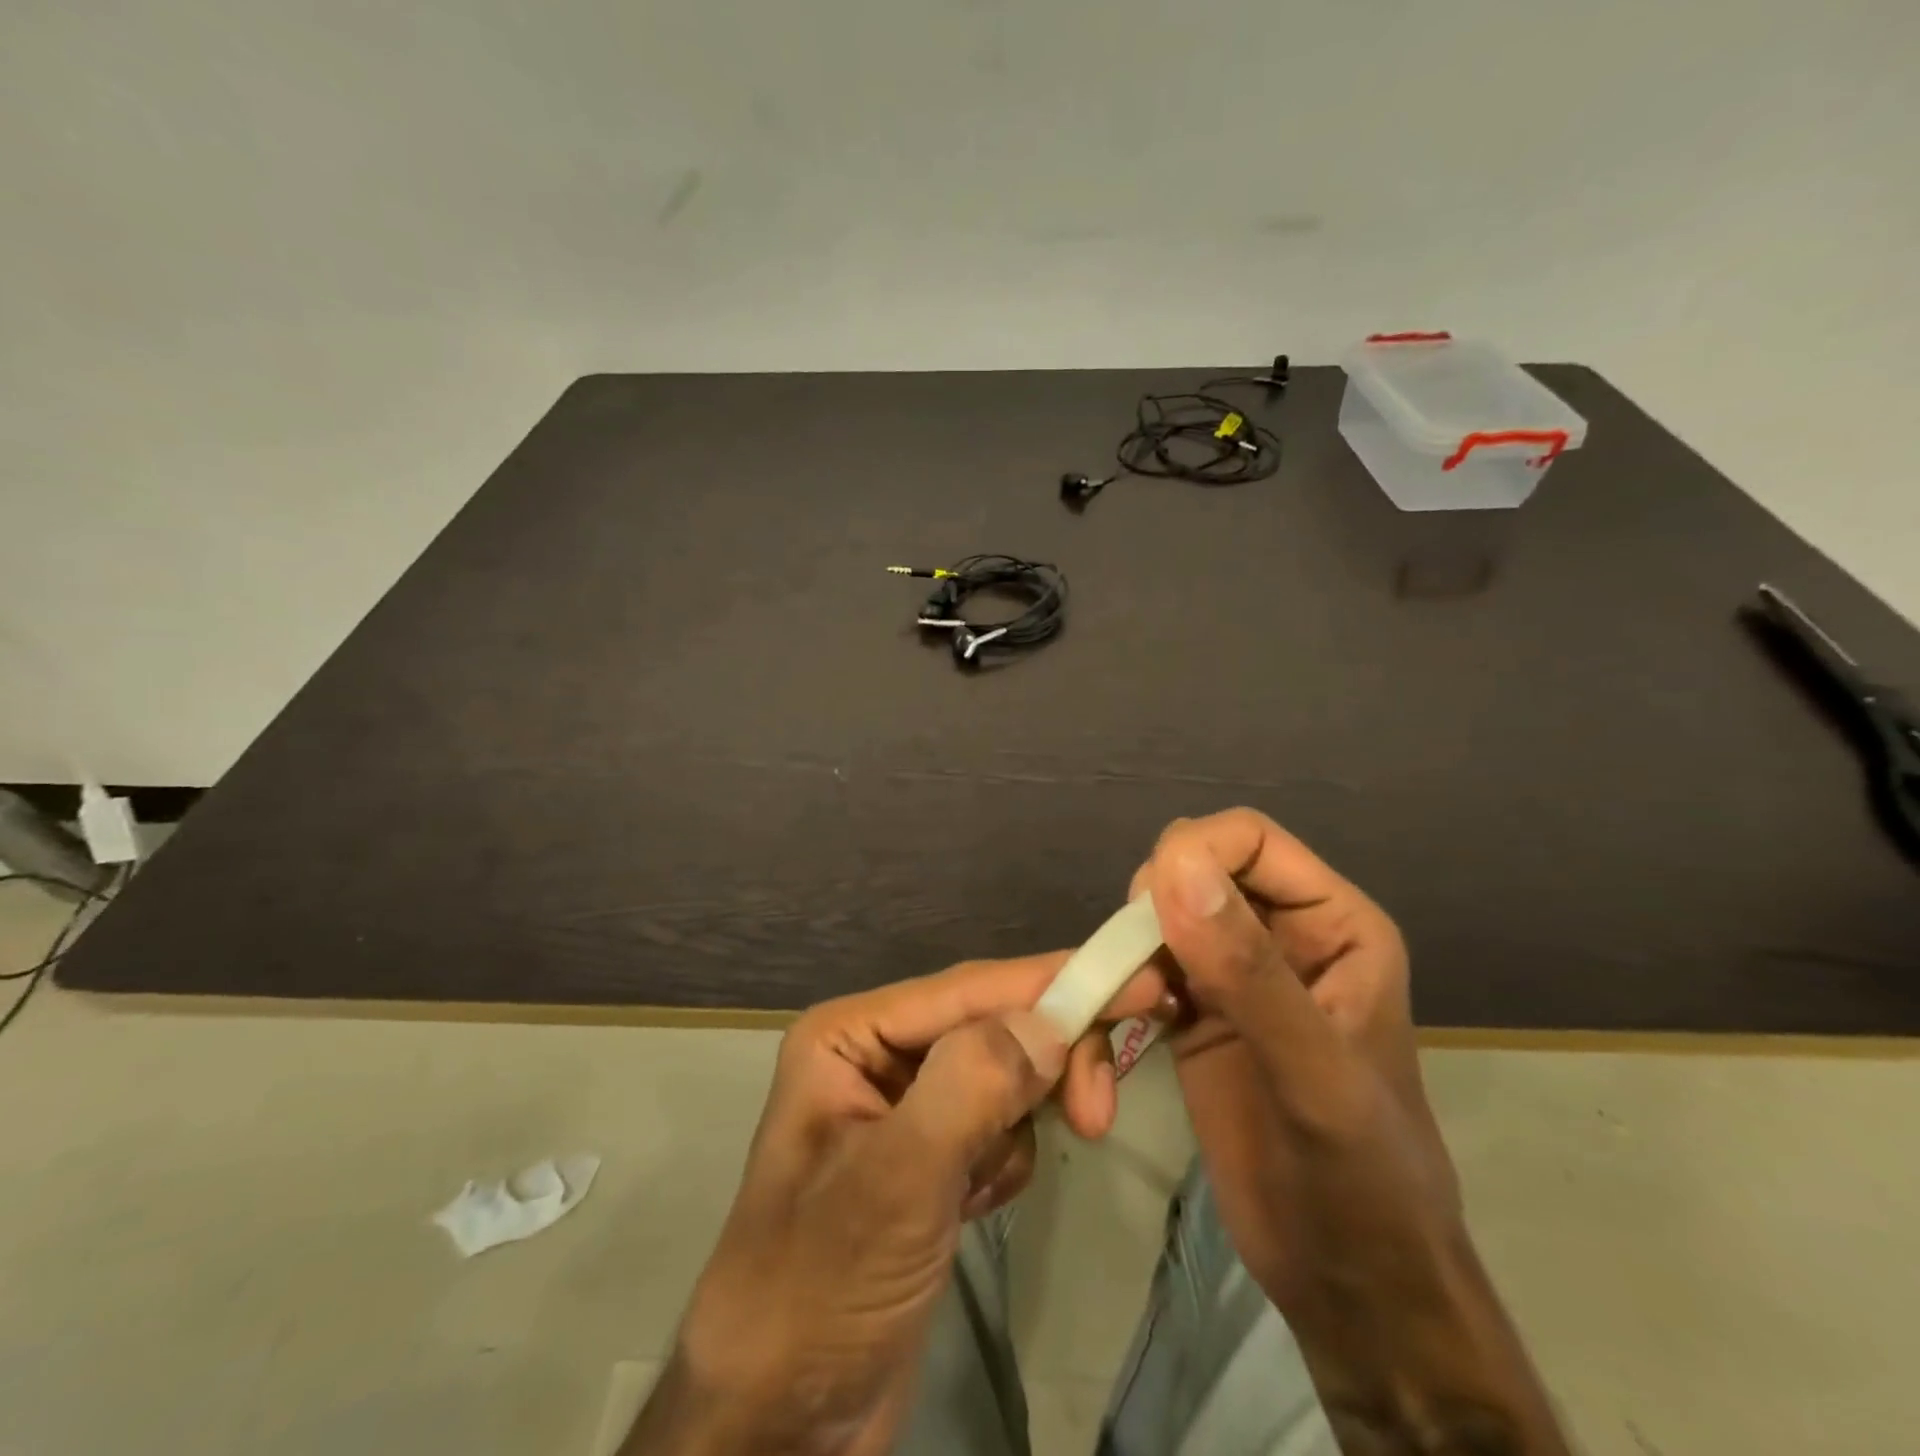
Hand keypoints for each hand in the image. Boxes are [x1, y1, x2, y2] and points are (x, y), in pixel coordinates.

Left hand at [624, 952, 1160, 1455]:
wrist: (781, 1422)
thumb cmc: (819, 1289)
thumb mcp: (894, 1184)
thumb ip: (968, 1089)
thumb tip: (1047, 1023)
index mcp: (850, 1034)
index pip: (969, 989)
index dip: (1054, 982)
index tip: (1138, 982)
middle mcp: (878, 1053)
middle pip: (993, 1024)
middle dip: (1047, 1063)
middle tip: (1097, 1115)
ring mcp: (906, 1106)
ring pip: (1004, 1074)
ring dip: (1021, 1122)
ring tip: (987, 1188)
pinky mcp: (932, 1157)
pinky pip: (999, 1125)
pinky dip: (1006, 1159)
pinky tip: (972, 1205)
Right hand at [1131, 809, 1459, 1314]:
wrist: (1353, 1289)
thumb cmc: (1363, 1185)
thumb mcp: (1313, 1076)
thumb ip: (1246, 970)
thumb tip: (1175, 866)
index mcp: (1333, 924)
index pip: (1249, 839)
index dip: (1193, 854)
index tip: (1147, 909)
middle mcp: (1282, 936)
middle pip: (1192, 872)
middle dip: (1151, 911)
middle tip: (1137, 976)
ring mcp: (1235, 977)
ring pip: (1157, 922)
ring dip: (1126, 960)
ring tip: (1126, 1016)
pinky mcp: (1196, 1017)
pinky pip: (1141, 973)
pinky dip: (1117, 997)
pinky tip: (1116, 1046)